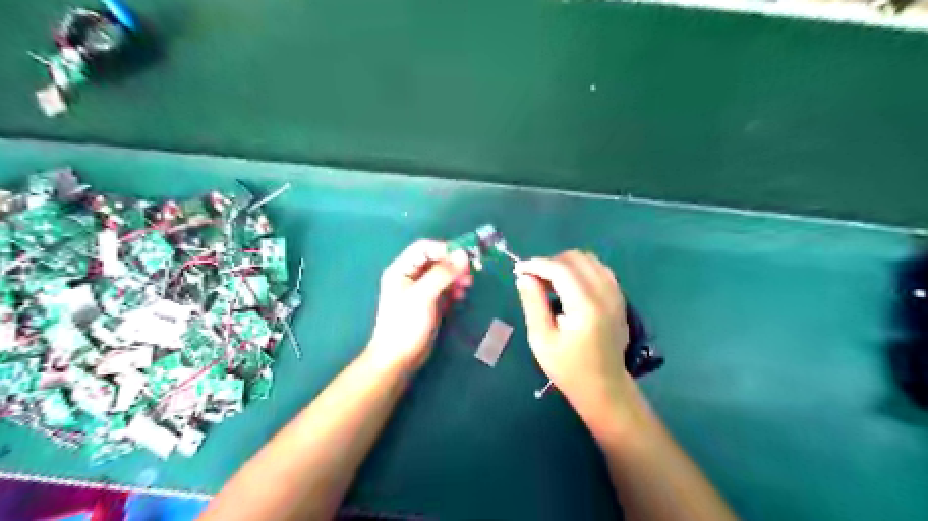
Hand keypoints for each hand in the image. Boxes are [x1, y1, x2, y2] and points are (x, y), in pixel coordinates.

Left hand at [369, 242, 472, 371]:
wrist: (399, 359)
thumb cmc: (406, 324)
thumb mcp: (423, 296)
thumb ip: (442, 274)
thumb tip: (463, 254)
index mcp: (401, 270)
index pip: (424, 249)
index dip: (443, 249)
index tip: (463, 256)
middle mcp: (410, 276)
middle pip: (435, 260)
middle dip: (453, 264)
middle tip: (470, 271)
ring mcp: (420, 291)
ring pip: (442, 275)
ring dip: (456, 277)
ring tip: (467, 285)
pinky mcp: (430, 303)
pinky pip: (445, 289)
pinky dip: (454, 289)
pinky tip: (461, 296)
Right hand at [515, 253, 639, 418]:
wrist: (604, 387)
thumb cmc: (568, 367)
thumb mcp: (541, 339)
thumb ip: (533, 303)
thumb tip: (524, 276)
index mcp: (585, 306)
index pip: (561, 269)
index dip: (537, 264)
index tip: (518, 270)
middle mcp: (605, 294)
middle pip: (577, 258)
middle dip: (551, 262)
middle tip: (534, 279)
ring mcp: (616, 294)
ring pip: (590, 260)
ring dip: (566, 264)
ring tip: (550, 282)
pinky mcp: (619, 298)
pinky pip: (600, 270)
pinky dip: (581, 269)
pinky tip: (569, 286)